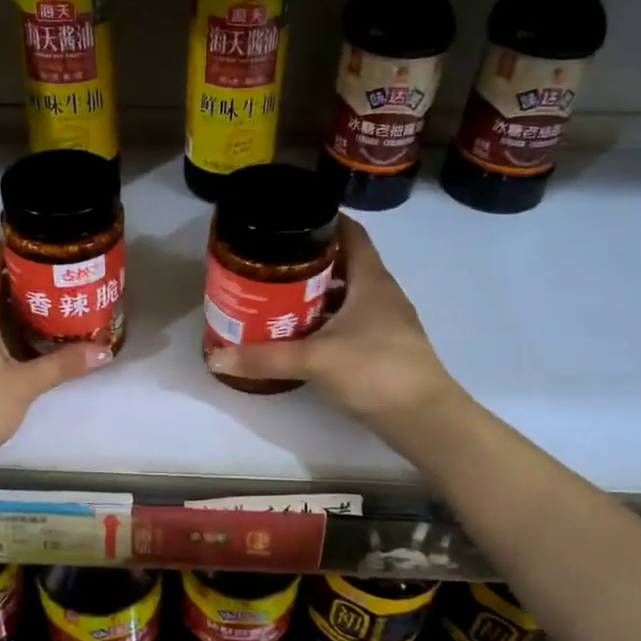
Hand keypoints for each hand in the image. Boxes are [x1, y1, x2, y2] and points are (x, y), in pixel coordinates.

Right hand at [205, 217, 459, 429]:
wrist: (425, 420)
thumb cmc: (375, 371)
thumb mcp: (314, 360)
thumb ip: (265, 357)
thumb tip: (216, 357)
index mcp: (371, 280)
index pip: (351, 233)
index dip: (324, 220)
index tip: (290, 220)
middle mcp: (382, 294)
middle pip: (346, 263)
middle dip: (310, 260)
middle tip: (271, 261)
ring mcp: (386, 322)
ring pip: (348, 294)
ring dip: (318, 292)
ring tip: (279, 294)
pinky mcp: (385, 347)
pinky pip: (351, 321)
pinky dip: (327, 320)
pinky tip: (303, 333)